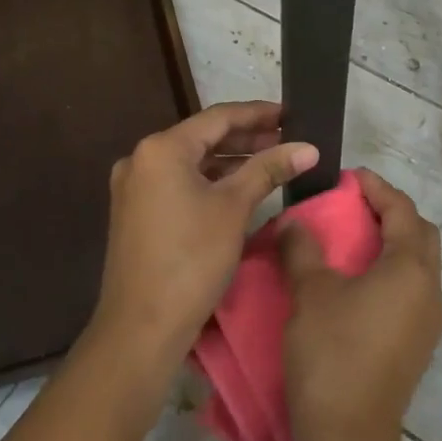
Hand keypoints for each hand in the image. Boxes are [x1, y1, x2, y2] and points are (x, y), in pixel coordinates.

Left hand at [91, 101, 317, 369]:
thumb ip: (269, 169)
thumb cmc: (191, 259)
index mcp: (161, 149)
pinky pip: (178, 183)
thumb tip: (308, 147)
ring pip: (190, 162)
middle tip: (287, 139)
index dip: (258, 113)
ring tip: (270, 160)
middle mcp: (141, 159)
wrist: (141, 327)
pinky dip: (208, 181)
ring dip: (229, 160)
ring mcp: (134, 187)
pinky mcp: (135, 212)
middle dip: (246, 138)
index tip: (290, 114)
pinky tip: (237, 187)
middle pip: (202, 137)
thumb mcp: (234, 208)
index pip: (218, 118)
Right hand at [280, 168, 441, 440]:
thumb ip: (303, 248)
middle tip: (353, 206)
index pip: (402, 210)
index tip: (348, 178)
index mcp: (410, 269)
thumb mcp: (310, 293)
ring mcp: (427, 321)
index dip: (377, 188)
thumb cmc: (332, 354)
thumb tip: (295, 222)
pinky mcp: (417, 344)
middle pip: (420, 234)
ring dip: (391, 243)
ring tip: (350, 239)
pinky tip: (356, 281)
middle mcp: (430, 290)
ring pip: (417, 264)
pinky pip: (409, 290)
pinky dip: (389, 271)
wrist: (351, 438)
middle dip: (391, 213)